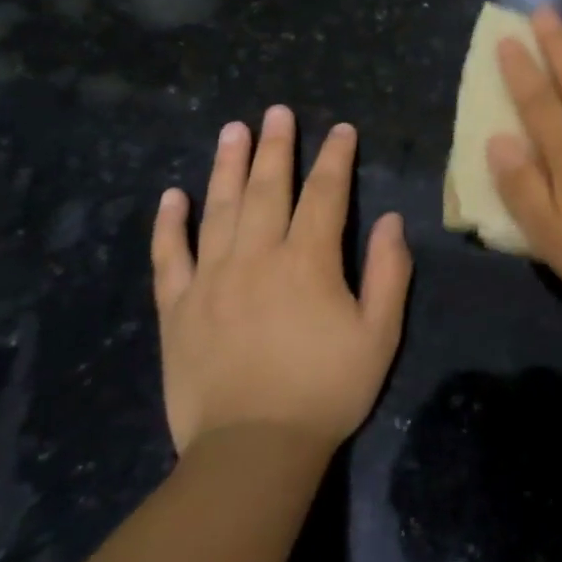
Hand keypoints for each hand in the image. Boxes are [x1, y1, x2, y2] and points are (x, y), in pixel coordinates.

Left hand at [150, 109, 410, 453]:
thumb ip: (389, 273)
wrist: (252, 451)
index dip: (335, 158)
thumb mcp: (379, 334)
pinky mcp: (178, 308)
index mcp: (308, 262)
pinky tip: (172, 196)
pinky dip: (169, 224)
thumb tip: (393, 221)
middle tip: (277, 111)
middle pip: (268, 189)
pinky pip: (169, 256)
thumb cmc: (327, 390)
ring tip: (233, 130)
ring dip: (227, 166)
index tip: (342, 130)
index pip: (325, 194)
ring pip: (218, 209)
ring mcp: (211, 280)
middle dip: (277, 146)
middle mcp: (257, 257)